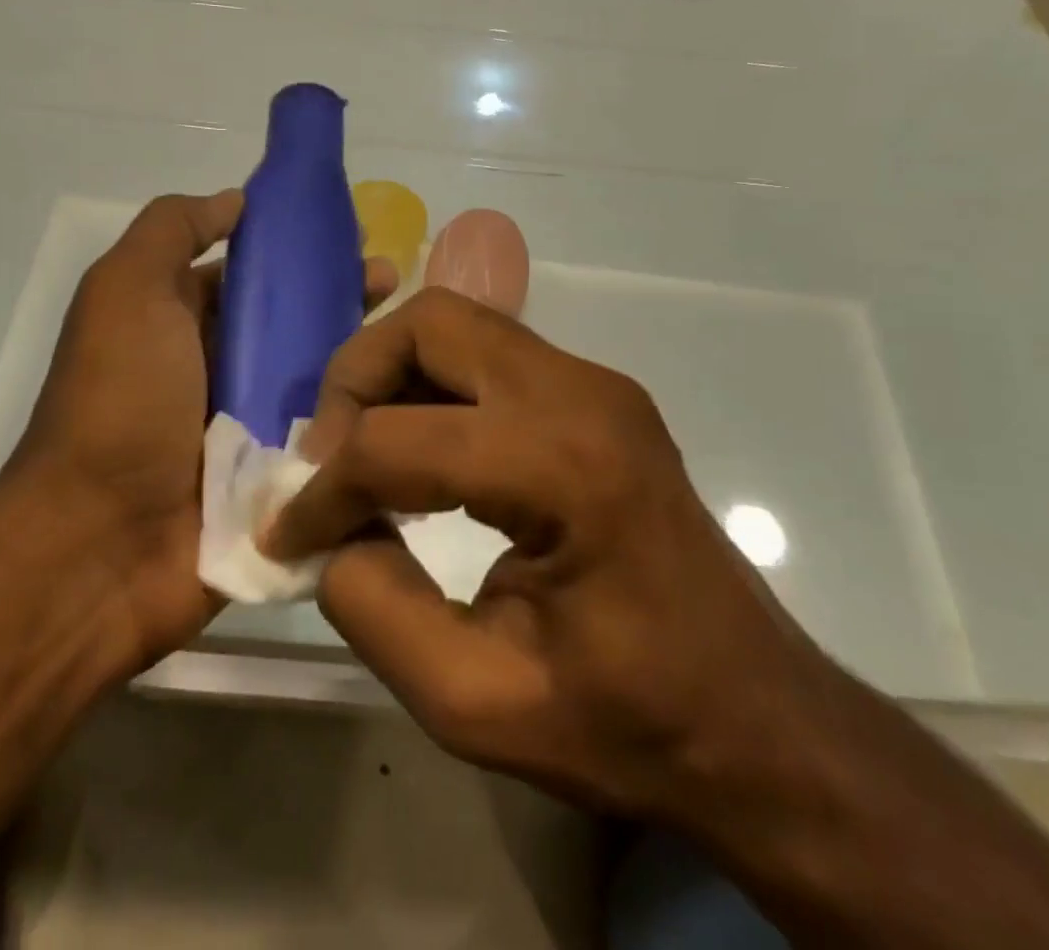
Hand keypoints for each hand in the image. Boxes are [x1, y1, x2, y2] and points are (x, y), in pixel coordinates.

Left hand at [10, 191, 397, 675]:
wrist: (104, 545)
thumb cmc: (120, 401)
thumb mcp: (126, 289)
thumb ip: (173, 229)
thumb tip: (238, 200)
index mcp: (181, 321)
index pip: (251, 274)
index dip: (297, 250)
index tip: (352, 235)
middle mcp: (216, 369)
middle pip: (291, 321)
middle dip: (341, 295)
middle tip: (391, 281)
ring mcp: (249, 428)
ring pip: (317, 376)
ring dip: (361, 351)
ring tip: (410, 332)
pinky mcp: (278, 480)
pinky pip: (327, 435)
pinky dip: (362, 415)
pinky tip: (412, 395)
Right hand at [260, 286, 824, 821]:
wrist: (760, 721)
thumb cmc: (633, 725)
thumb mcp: (478, 701)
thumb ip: (375, 608)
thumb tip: (325, 535)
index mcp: (565, 467)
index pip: (399, 440)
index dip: (324, 489)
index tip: (288, 537)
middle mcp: (581, 392)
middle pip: (429, 324)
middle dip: (355, 380)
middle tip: (327, 459)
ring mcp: (594, 382)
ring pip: (456, 324)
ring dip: (391, 374)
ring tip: (362, 455)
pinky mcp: (595, 393)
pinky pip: (486, 353)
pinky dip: (431, 385)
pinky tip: (418, 454)